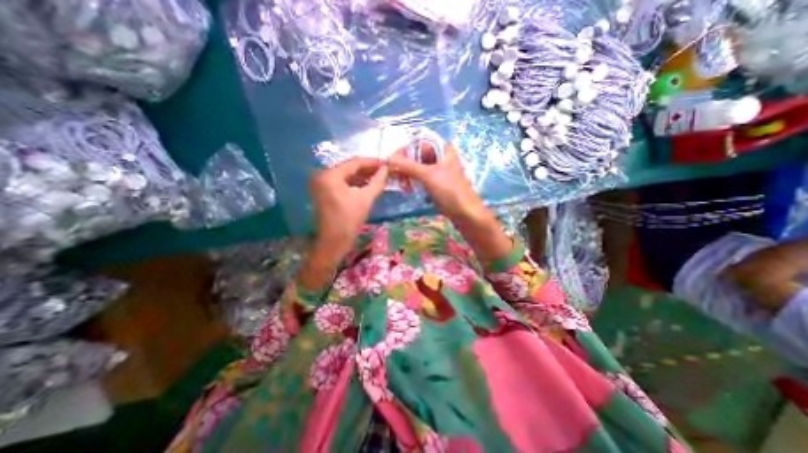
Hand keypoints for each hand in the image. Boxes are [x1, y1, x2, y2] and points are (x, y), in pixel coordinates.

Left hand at [310, 159, 386, 263]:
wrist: (333, 242)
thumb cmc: (349, 219)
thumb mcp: (365, 199)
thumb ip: (377, 182)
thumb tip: (386, 169)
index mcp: (330, 175)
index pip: (354, 163)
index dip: (372, 162)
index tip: (385, 163)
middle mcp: (322, 175)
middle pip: (349, 168)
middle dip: (367, 169)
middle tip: (383, 170)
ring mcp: (321, 184)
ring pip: (346, 176)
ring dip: (361, 176)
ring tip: (378, 177)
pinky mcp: (323, 192)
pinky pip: (341, 183)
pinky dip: (354, 183)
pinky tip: (367, 185)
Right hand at [386, 141, 509, 261]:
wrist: (465, 212)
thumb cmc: (450, 190)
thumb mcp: (429, 175)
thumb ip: (408, 165)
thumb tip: (388, 157)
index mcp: (442, 149)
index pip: (418, 144)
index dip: (404, 151)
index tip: (392, 162)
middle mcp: (440, 157)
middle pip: (417, 156)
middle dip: (405, 167)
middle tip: (396, 177)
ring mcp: (438, 171)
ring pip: (417, 169)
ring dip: (408, 176)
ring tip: (404, 187)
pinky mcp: (436, 183)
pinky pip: (421, 179)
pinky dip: (414, 183)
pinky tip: (409, 190)